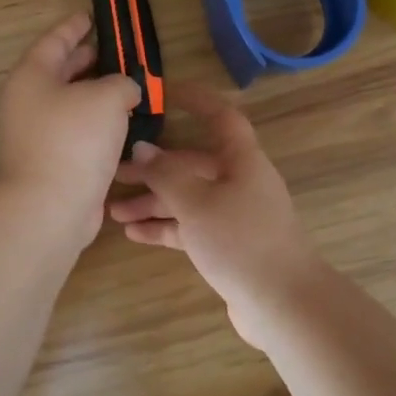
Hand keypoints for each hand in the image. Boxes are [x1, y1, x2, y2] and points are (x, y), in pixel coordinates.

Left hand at [0, 13, 142, 240]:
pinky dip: (98, 122)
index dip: (74, 26)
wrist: (52, 205)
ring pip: (70, 103)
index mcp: (33, 76)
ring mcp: (39, 134)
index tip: (90, 16)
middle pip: (59, 71)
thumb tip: (125, 91)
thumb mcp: (107, 96)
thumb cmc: (75, 138)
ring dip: (96, 93)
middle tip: (112, 51)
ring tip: (126, 85)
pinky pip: (77, 130)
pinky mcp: (53, 160)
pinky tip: (123, 122)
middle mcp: (30, 102)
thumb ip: (121, 83)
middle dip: (86, 60)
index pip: (54, 40)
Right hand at [108, 84, 325, 347]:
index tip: (163, 91)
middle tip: (114, 170)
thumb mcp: (197, 203)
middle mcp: (240, 182)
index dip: (195, 100)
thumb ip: (167, 174)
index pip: (220, 116)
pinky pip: (191, 227)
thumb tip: (144, 148)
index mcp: (242, 160)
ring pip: (188, 198)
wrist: (283, 303)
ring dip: (153, 201)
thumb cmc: (240, 240)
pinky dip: (165, 227)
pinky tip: (133, 233)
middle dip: (154, 167)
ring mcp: (235, 215)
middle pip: (193, 164)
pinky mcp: (229, 246)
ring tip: (113, 209)